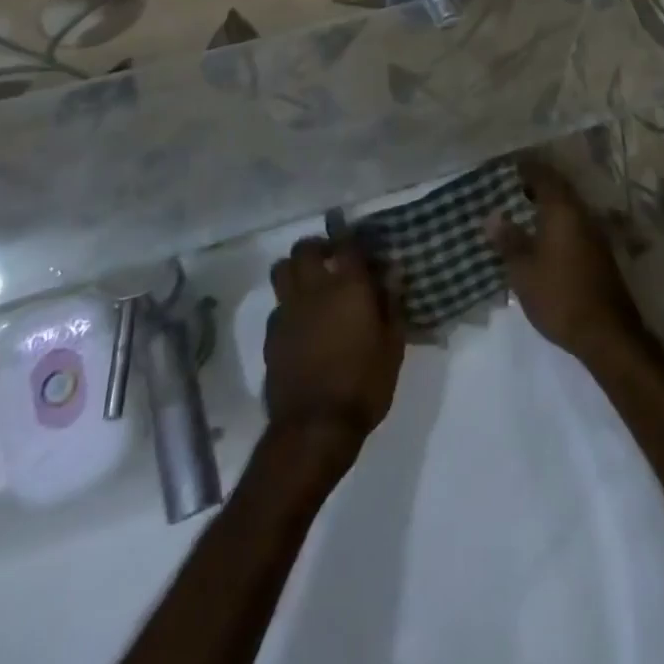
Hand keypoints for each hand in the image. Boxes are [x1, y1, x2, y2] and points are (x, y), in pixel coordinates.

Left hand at [264, 237, 403, 459]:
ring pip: (282, 269)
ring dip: (295, 268)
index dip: (350, 235)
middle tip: (331, 259)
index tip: (355, 238)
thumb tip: (392, 272)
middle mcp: (314, 289)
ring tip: (310, 283)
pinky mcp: (271, 334)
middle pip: (305, 248)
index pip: (346, 244)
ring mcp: (287, 310)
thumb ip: (391, 304)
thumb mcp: (392, 346)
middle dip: (317, 247)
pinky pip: (277, 305)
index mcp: (348, 286)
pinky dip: (288, 304)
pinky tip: (301, 322)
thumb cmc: (364, 385)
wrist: (314, 427)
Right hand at [488, 160, 642, 364]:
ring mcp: (595, 235)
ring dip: (548, 205)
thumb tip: (492, 216)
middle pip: (559, 189)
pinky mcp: (600, 255)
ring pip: (568, 208)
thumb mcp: (523, 270)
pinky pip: (574, 225)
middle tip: (511, 186)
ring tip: (522, 208)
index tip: (508, 166)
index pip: (544, 176)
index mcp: (563, 210)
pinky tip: (542, 236)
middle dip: (536, 185)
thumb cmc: (559, 295)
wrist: (607, 334)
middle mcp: (582, 215)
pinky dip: (557, 222)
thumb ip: (508, 240)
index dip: (526, 168)